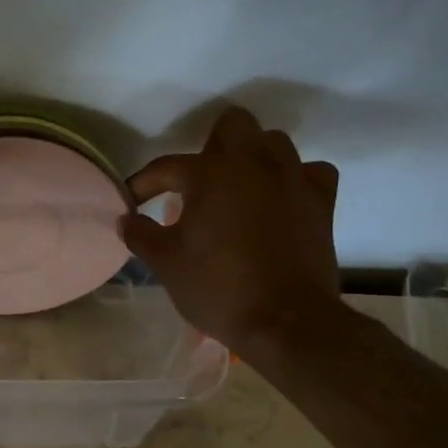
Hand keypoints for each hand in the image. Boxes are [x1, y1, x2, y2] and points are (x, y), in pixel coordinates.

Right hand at [121, 106, 342, 354]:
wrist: (286, 322)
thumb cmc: (218, 287)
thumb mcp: (165, 263)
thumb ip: (140, 234)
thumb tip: (126, 219)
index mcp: (210, 174)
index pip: (166, 166)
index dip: (143, 183)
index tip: (132, 202)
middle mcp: (253, 164)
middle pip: (233, 124)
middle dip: (211, 145)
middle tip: (198, 181)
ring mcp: (292, 179)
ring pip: (274, 142)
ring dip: (253, 157)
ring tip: (238, 188)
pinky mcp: (321, 202)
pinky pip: (311, 171)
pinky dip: (295, 178)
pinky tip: (281, 198)